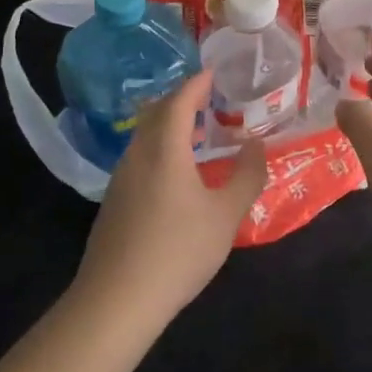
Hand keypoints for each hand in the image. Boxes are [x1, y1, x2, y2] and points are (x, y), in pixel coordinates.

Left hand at [72, 70, 266, 331]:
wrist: (116, 300)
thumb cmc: (178, 251)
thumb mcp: (225, 215)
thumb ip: (246, 175)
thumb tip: (256, 144)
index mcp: (164, 148)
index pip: (179, 100)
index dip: (197, 83)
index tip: (214, 72)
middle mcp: (138, 154)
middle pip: (157, 112)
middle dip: (182, 99)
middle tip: (209, 98)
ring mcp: (121, 177)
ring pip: (145, 135)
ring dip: (170, 125)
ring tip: (198, 133)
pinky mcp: (114, 200)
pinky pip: (139, 156)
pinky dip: (160, 147)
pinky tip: (177, 172)